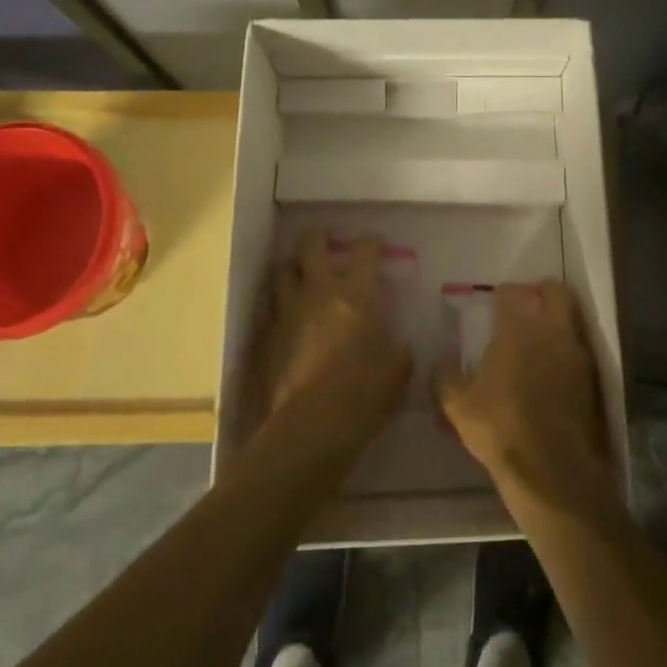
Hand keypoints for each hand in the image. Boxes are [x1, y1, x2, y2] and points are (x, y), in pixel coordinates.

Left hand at [246, 231, 410, 454]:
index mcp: (356, 295)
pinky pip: (268, 310)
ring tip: (298, 274)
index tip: (376, 242)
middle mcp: (319, 292)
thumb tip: (399, 343)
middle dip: (318, 239)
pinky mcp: (266, 338)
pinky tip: (284, 316)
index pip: (365, 252)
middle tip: (325, 242)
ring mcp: (287, 313)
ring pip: (281, 272)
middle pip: (311, 246)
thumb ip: (398, 348)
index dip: (372, 242)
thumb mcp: (397, 370)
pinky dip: (277, 307)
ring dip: (291, 269)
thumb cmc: (364, 394)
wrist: (311, 427)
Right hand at [435, 281, 616, 517]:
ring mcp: (576, 354)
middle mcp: (551, 331)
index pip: (511, 293)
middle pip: (555, 292)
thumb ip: (445, 376)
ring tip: (539, 342)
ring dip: (557, 323)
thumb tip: (442, 358)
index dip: (502, 294)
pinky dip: (566, 353)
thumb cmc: (500, 427)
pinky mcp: (591, 380)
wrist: (551, 469)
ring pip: (572, 320)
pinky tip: (552, 373)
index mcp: (517, 329)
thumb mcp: (458, 405)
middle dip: (542, 292)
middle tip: (528, 306)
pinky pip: (578, 352)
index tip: (495, 302)